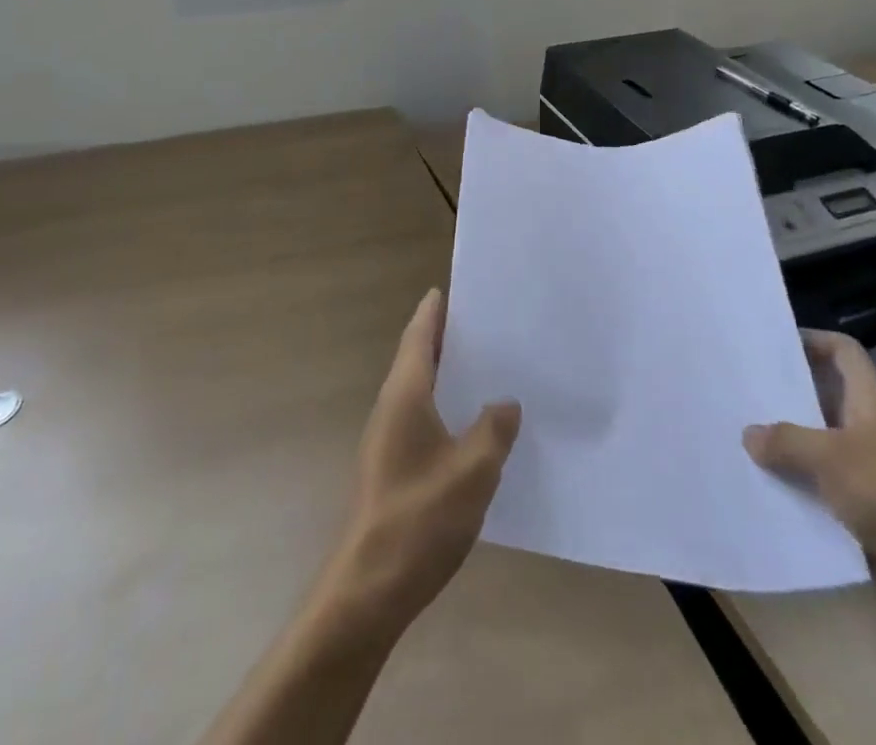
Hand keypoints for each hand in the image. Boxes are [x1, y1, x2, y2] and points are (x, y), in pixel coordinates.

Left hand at [323, 290, 520, 639]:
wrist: (369, 587)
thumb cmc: (420, 518)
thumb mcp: (472, 471)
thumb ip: (493, 431)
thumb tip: (505, 403)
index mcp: (405, 395)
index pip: (418, 336)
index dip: (433, 311)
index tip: (450, 288)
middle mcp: (391, 408)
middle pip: (417, 358)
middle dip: (444, 338)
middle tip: (483, 323)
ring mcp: (387, 439)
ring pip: (419, 390)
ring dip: (445, 373)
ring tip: (485, 367)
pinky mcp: (392, 467)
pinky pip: (421, 418)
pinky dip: (444, 406)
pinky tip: (472, 426)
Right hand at [744, 330, 875, 605]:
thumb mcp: (834, 459)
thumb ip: (787, 442)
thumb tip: (749, 434)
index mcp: (871, 401)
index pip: (842, 352)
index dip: (812, 339)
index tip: (771, 342)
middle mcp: (869, 430)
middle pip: (822, 398)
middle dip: (784, 395)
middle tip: (738, 389)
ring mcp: (868, 473)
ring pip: (817, 448)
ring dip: (784, 447)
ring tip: (736, 438)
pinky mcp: (865, 514)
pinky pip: (820, 492)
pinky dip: (795, 490)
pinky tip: (759, 489)